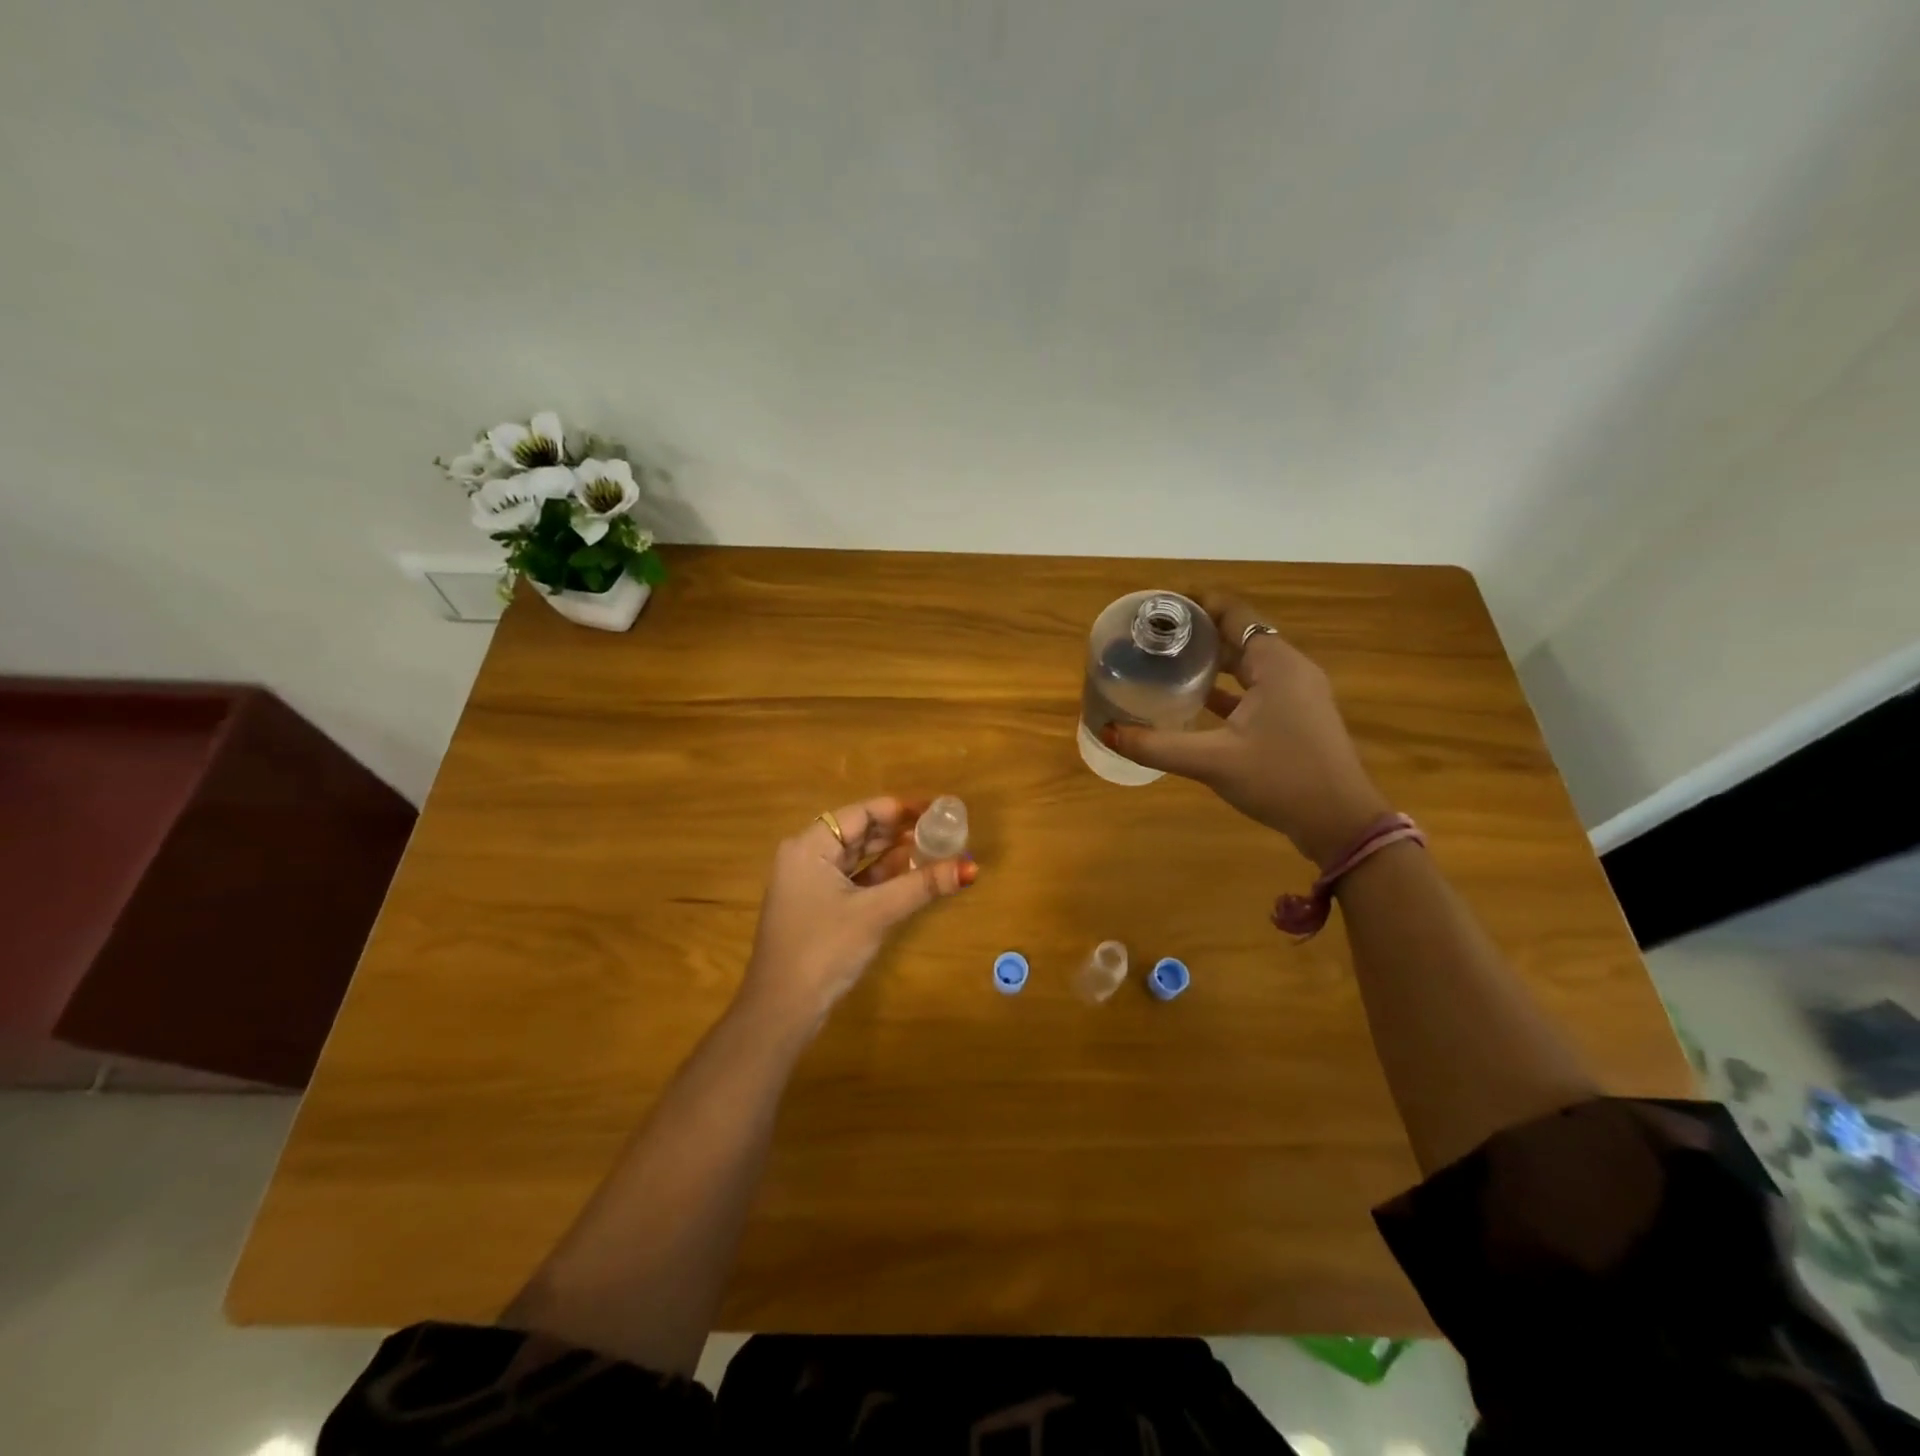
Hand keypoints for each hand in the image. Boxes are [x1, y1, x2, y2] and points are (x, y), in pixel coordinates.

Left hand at [738, 796, 977, 1029]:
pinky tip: (910, 876)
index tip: (937, 809)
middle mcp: (806, 856)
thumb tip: (970, 867)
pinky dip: (880, 877)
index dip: (901, 809)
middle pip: (860, 832)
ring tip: (934, 849)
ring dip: (893, 854)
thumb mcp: (876, 913)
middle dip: (900, 831)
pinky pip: (853, 880)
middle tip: (942, 829)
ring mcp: (809, 883)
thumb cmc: (824, 949)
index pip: (861, 813)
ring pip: (858, 857)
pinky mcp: (817, 907)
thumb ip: (922, 885)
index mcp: (810, 846)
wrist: (782, 1010)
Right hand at [1101, 593, 1390, 865]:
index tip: (1160, 606)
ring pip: (1249, 664)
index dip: (1198, 603)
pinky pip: (1257, 688)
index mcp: (1276, 664)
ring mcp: (1298, 694)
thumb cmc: (1281, 779)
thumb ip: (1157, 745)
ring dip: (1213, 660)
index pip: (1234, 613)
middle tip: (1155, 636)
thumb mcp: (1213, 762)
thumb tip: (1109, 732)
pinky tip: (1197, 700)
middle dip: (1200, 632)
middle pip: (1240, 635)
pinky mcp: (1297, 717)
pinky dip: (1228, 687)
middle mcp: (1291, 669)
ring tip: (1169, 661)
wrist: (1340, 823)